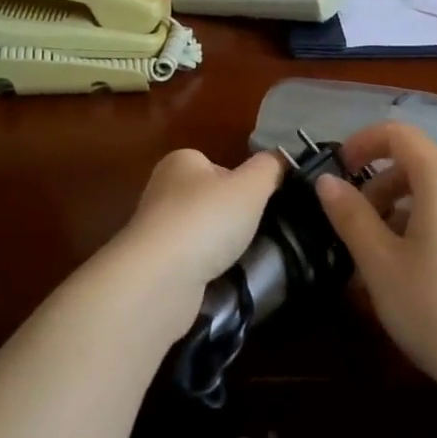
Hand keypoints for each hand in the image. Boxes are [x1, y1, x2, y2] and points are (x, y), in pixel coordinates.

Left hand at [116, 147, 284, 293]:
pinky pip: (192, 261)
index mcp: (180, 162)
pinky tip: (220, 277)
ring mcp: (156, 230)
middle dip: (233, 216)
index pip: (219, 166)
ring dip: (221, 245)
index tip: (261, 203)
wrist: (160, 279)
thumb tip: (280, 158)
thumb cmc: (207, 219)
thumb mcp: (251, 185)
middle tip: (257, 231)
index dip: (243, 182)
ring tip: (242, 257)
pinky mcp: (156, 265)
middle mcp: (162, 190)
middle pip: (211, 200)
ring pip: (202, 233)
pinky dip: (208, 268)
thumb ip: (270, 167)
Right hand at [316, 123, 436, 383]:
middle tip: (348, 222)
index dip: (362, 143)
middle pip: (414, 163)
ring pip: (430, 192)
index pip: (399, 134)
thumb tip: (327, 181)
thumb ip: (350, 214)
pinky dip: (417, 224)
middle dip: (375, 183)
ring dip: (394, 207)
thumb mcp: (379, 261)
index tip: (336, 171)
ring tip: (370, 251)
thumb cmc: (434, 307)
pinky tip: (402, 268)